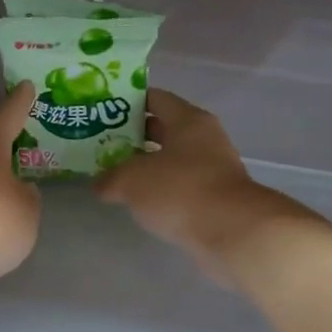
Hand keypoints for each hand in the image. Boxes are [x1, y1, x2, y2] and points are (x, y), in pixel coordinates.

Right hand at [95, 91, 317, 288]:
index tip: (103, 112)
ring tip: (115, 176)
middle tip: (102, 145)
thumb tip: (100, 184)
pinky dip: (162, 191)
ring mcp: (214, 170)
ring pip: (173, 161)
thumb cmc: (180, 191)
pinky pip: (181, 187)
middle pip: (165, 130)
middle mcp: (205, 139)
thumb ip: (110, 178)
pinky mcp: (216, 199)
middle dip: (134, 137)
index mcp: (189, 120)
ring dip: (147, 167)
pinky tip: (140, 203)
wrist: (232, 232)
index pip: (156, 99)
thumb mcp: (131, 181)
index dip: (128, 103)